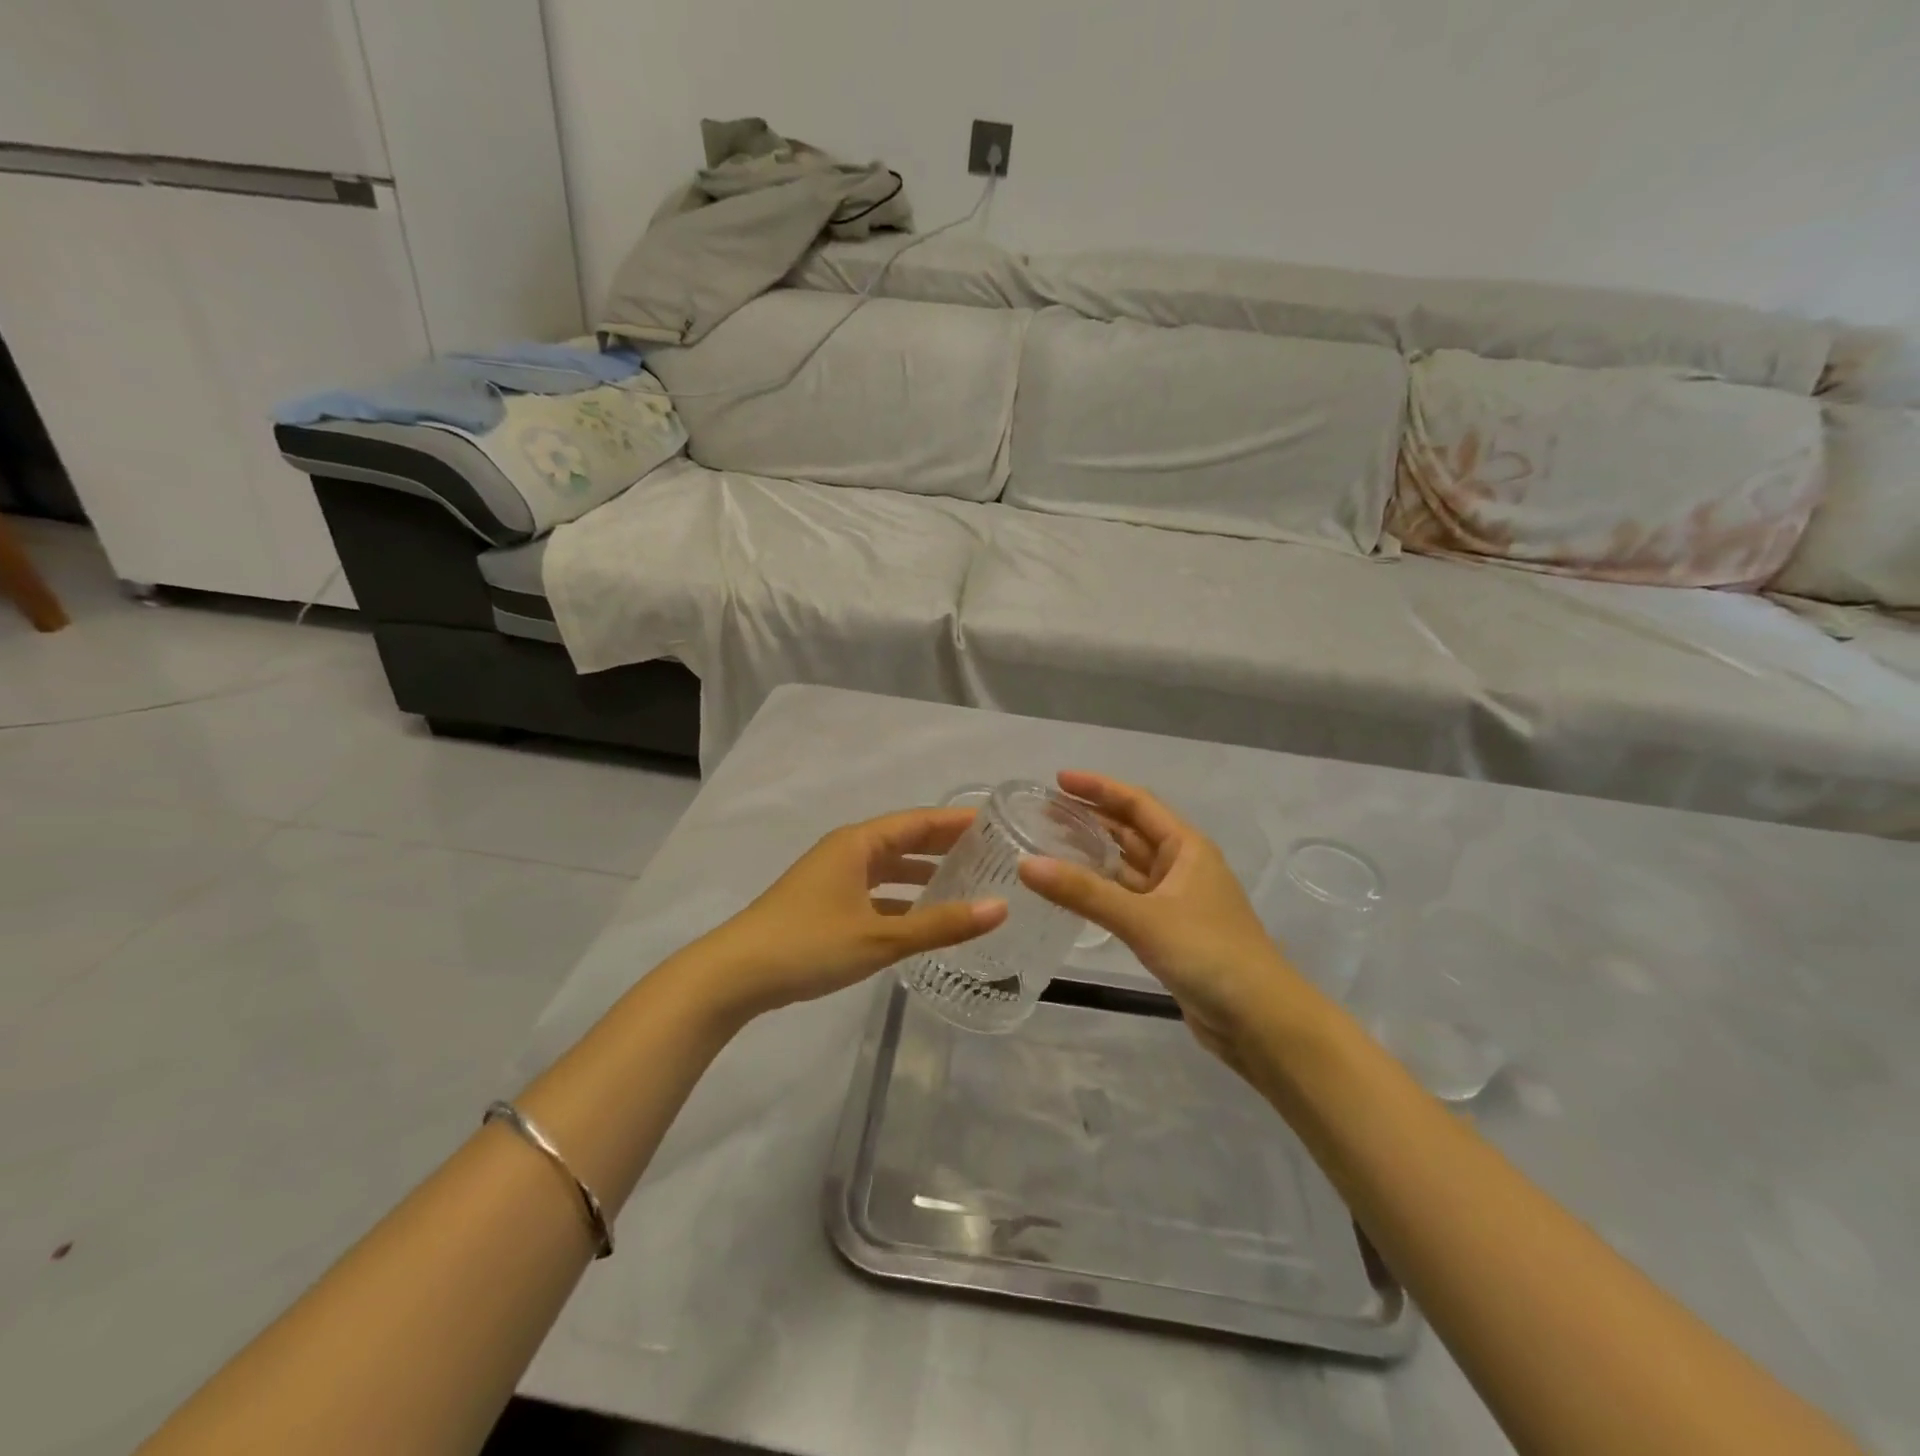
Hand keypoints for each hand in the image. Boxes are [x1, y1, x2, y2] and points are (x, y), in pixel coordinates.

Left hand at [698, 806, 1007, 1019]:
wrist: (735, 975)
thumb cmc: (809, 943)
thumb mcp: (881, 936)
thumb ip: (941, 924)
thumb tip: (1000, 908)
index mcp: (859, 843)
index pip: (919, 821)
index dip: (957, 822)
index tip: (996, 824)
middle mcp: (846, 851)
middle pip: (905, 840)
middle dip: (944, 846)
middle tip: (991, 855)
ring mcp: (832, 877)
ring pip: (889, 868)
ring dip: (923, 874)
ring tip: (966, 884)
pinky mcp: (824, 903)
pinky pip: (874, 891)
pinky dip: (900, 899)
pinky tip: (922, 918)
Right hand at [1020, 772, 1321, 1067]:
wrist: (1260, 1021)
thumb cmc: (1208, 953)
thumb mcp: (1143, 918)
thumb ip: (1083, 892)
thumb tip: (1025, 864)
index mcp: (1186, 848)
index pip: (1136, 803)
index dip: (1098, 788)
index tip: (1058, 780)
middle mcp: (1182, 866)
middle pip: (1131, 831)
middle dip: (1090, 819)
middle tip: (1042, 813)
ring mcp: (1176, 900)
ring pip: (1128, 867)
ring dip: (1094, 855)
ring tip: (1048, 846)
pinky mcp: (1169, 932)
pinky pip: (1128, 899)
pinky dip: (1101, 891)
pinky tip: (1073, 892)